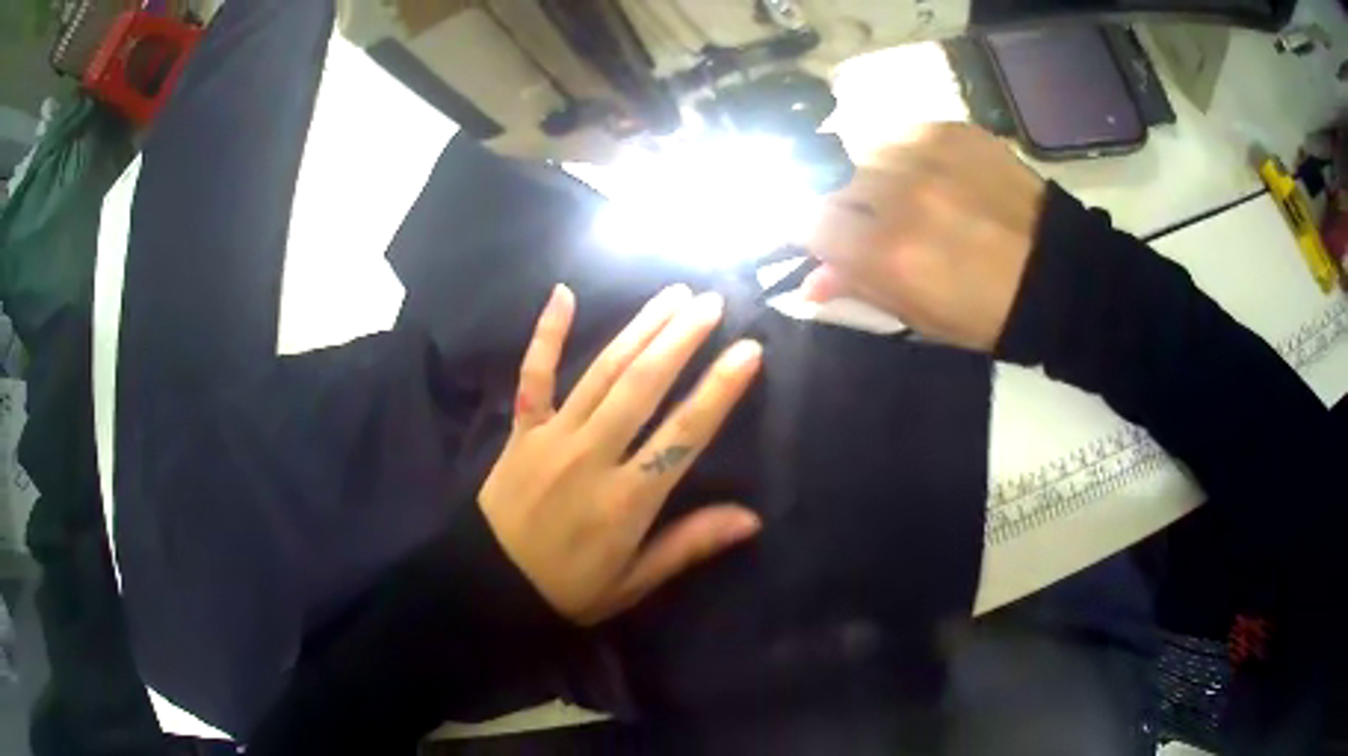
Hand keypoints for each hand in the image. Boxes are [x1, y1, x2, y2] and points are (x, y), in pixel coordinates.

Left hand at [479, 284, 763, 624]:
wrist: (488, 582)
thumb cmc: (567, 587)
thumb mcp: (632, 583)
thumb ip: (688, 546)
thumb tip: (752, 518)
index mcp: (625, 500)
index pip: (682, 437)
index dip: (718, 391)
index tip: (748, 351)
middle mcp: (591, 456)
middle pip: (642, 388)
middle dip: (680, 340)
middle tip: (711, 303)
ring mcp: (552, 436)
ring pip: (601, 373)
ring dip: (639, 330)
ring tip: (673, 295)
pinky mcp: (522, 429)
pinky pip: (534, 375)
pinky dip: (546, 334)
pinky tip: (562, 294)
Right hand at [801, 122, 1047, 351]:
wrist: (1058, 273)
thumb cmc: (988, 311)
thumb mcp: (920, 317)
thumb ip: (859, 291)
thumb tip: (808, 282)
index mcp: (888, 253)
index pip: (808, 222)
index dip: (813, 233)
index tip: (826, 239)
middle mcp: (898, 194)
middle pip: (833, 184)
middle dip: (845, 206)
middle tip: (876, 223)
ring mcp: (926, 154)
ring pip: (864, 152)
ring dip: (874, 176)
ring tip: (909, 195)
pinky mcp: (950, 130)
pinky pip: (902, 133)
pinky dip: (906, 154)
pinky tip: (933, 175)